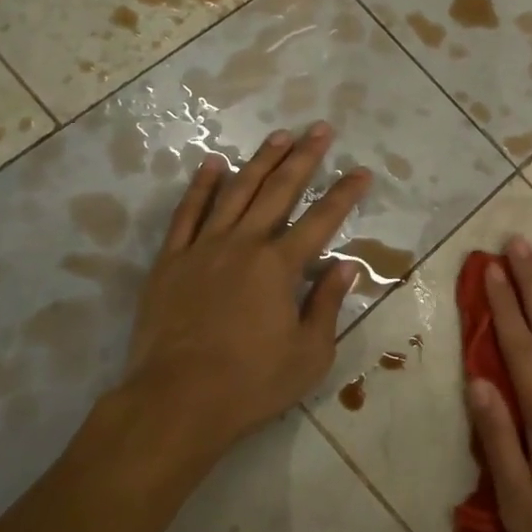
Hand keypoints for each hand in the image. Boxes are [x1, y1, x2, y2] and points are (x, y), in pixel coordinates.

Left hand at [119, 123, 368, 461]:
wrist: (176, 401)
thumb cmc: (251, 383)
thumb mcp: (309, 354)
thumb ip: (326, 304)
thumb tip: (345, 266)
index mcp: (279, 267)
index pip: (321, 220)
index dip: (344, 194)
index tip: (361, 171)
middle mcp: (244, 245)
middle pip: (278, 191)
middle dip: (304, 158)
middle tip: (321, 129)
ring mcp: (204, 248)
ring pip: (236, 192)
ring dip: (260, 161)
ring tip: (279, 135)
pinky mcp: (171, 261)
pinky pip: (187, 214)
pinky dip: (201, 186)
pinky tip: (213, 164)